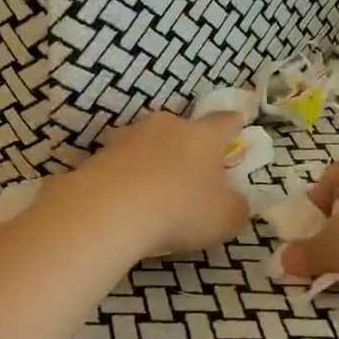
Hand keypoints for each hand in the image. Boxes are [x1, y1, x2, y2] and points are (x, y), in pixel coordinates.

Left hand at [64, 109, 249, 257]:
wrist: (108, 211)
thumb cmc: (179, 210)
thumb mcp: (224, 218)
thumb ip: (236, 206)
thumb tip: (235, 200)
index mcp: (203, 135)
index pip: (224, 121)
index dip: (234, 123)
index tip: (238, 121)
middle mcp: (167, 125)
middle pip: (183, 130)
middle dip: (188, 147)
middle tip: (192, 174)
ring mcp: (129, 136)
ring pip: (149, 144)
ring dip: (155, 161)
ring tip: (155, 191)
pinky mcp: (100, 154)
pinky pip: (123, 163)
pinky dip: (128, 177)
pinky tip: (128, 201)